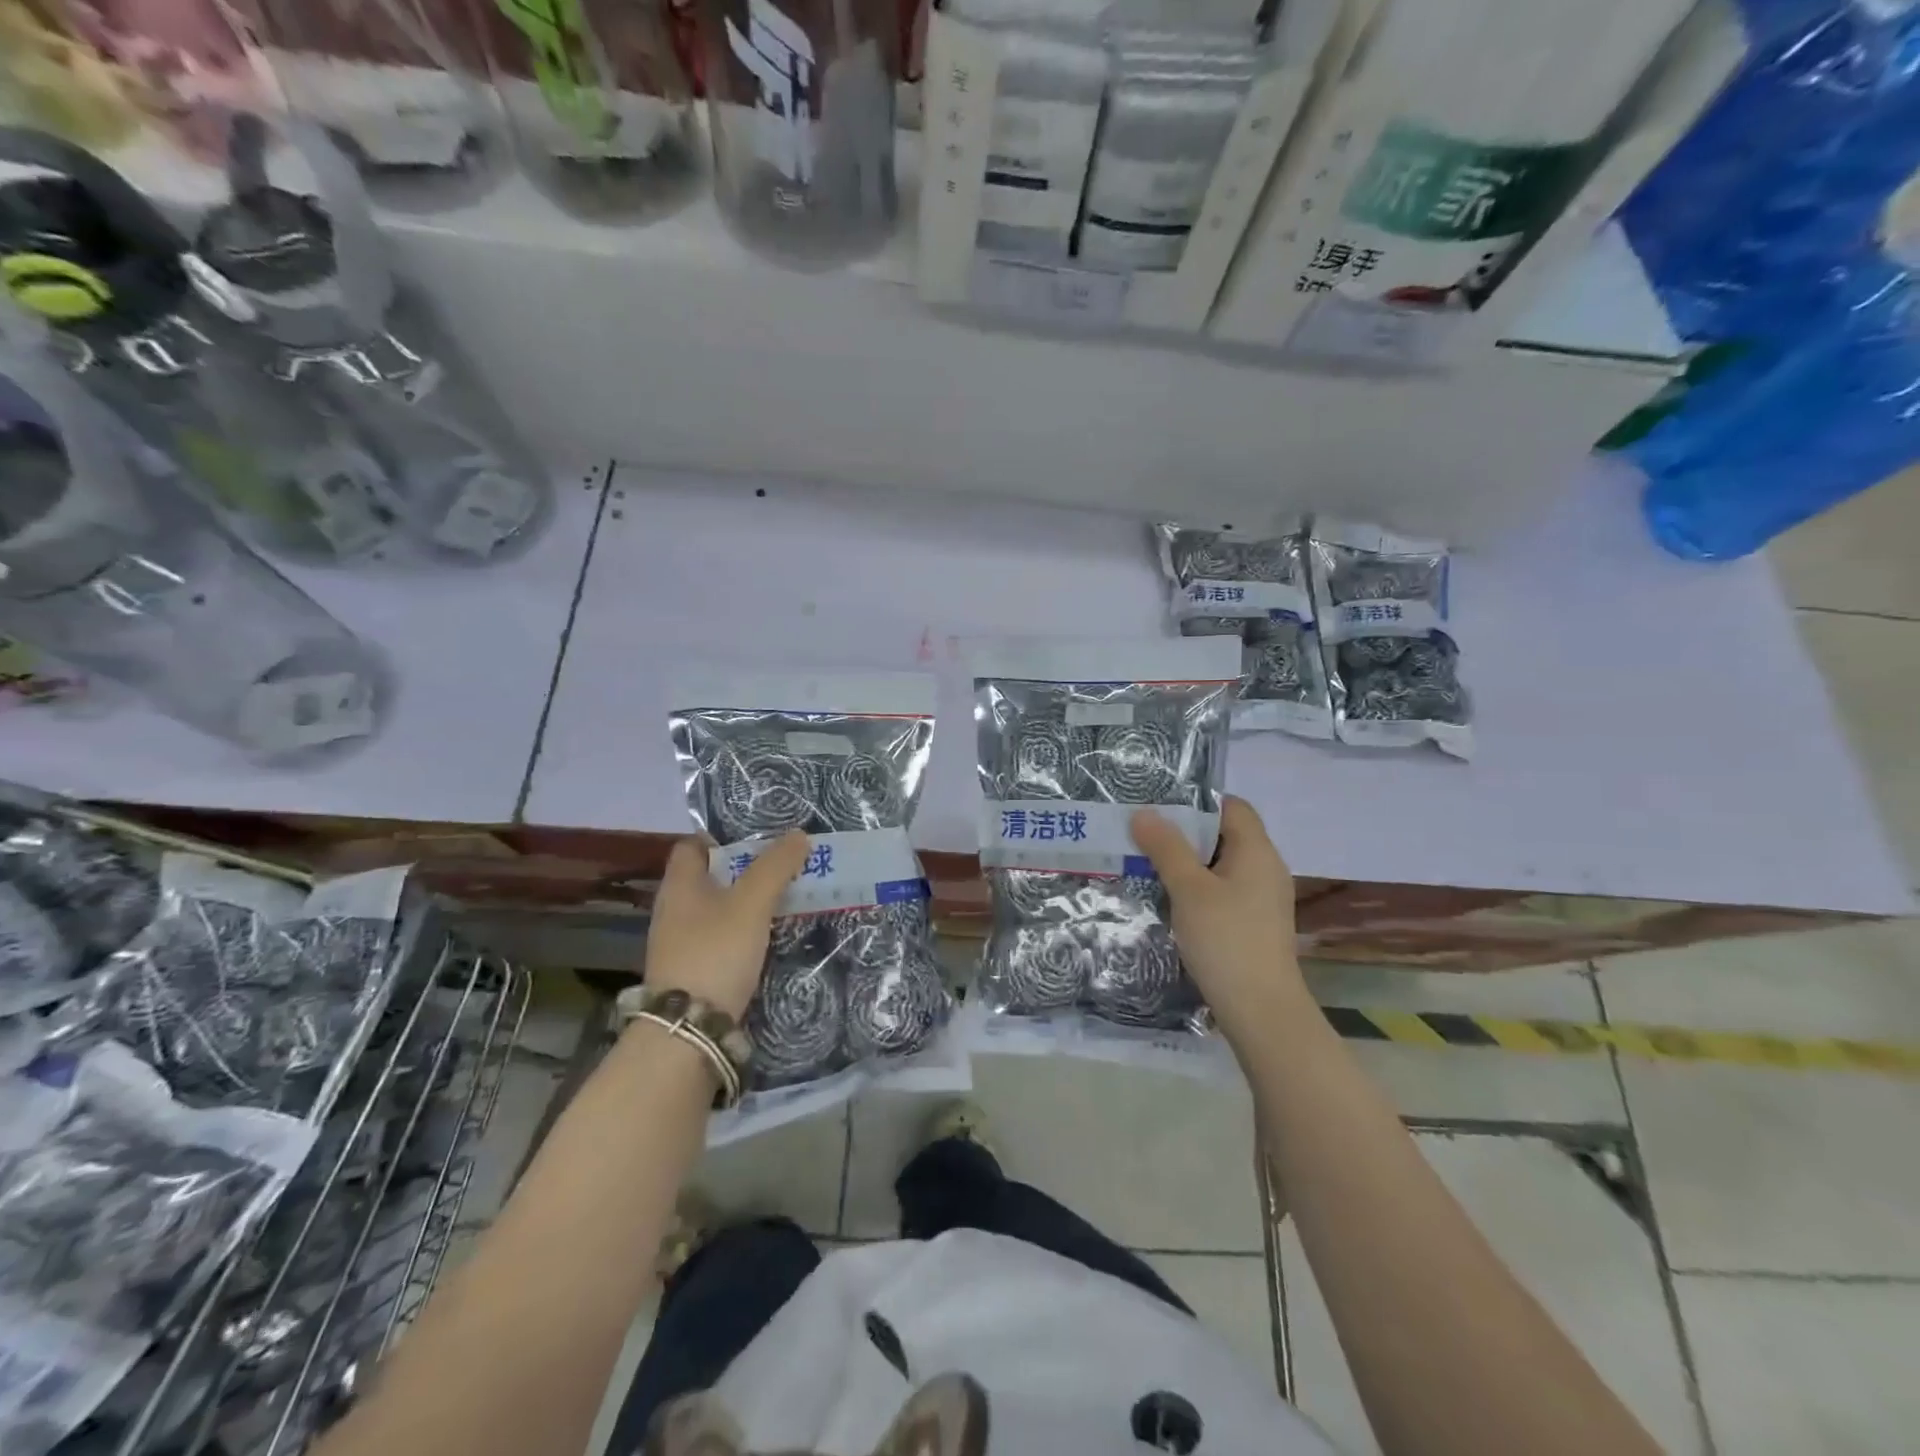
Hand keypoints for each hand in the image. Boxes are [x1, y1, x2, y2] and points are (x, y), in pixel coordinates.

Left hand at [644, 831, 809, 1020]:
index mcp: (679, 884)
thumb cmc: (716, 952)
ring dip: (749, 903)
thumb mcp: (752, 903)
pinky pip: (723, 938)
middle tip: (785, 866)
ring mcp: (681, 943)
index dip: (723, 837)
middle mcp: (674, 910)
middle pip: (711, 878)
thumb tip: (798, 834)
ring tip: (787, 899)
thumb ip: (775, 867)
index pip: (693, 845)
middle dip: (746, 870)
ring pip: (719, 909)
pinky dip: (745, 932)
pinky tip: (771, 937)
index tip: (760, 838)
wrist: (689, 1030)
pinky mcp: (694, 971)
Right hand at [1130, 796, 1307, 1048]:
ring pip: (1221, 865)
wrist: (1261, 1011)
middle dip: (1184, 833)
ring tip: (1147, 864)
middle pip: (1225, 834)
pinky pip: (1223, 891)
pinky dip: (1197, 888)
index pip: (1232, 807)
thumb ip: (1166, 847)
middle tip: (1143, 834)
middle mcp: (1266, 869)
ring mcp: (1262, 899)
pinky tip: (1170, 899)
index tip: (1159, 808)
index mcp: (1257, 851)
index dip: (1197, 802)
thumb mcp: (1189, 889)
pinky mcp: (1253, 924)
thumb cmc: (1226, 940)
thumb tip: (1144, 813)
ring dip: (1187, 863)